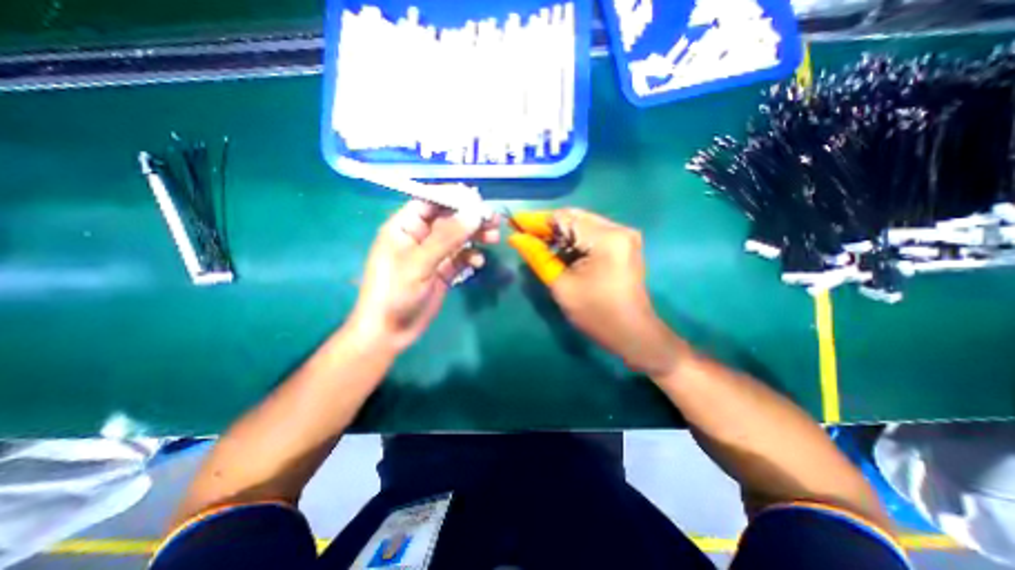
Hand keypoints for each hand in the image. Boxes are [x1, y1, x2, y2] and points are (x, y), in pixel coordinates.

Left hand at [347, 199, 500, 350]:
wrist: (391, 332)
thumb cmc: (395, 294)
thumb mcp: (419, 263)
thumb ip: (447, 238)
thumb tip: (474, 213)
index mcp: (405, 227)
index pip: (430, 202)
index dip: (453, 198)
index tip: (478, 200)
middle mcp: (419, 237)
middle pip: (449, 219)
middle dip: (470, 218)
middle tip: (493, 219)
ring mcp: (432, 255)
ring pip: (458, 237)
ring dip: (475, 235)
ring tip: (493, 237)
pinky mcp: (442, 271)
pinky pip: (460, 257)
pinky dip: (471, 256)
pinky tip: (478, 262)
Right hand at [511, 209, 684, 373]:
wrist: (632, 333)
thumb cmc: (596, 313)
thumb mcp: (562, 285)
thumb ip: (538, 257)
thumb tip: (516, 238)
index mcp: (606, 238)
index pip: (564, 218)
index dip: (537, 220)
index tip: (514, 222)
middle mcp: (618, 229)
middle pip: (575, 218)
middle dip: (548, 226)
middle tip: (523, 233)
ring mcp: (624, 236)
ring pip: (583, 225)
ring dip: (560, 234)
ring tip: (537, 241)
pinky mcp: (624, 245)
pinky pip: (592, 234)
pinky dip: (574, 240)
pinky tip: (559, 249)